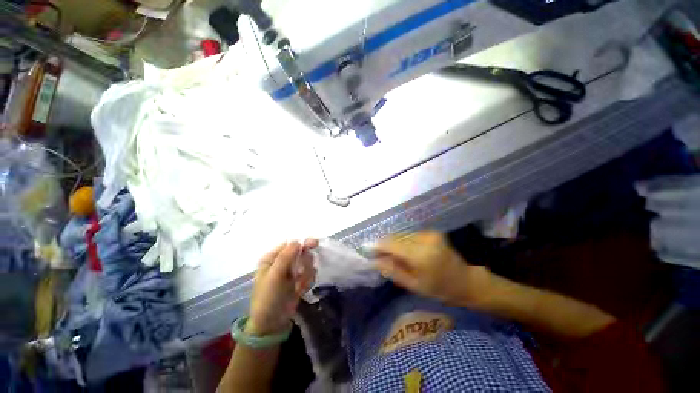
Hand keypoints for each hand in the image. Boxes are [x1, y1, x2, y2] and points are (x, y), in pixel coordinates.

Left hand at [248, 239, 317, 334]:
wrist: (272, 324)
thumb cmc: (268, 298)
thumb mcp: (274, 275)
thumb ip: (286, 256)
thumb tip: (297, 241)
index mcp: (272, 258)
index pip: (290, 244)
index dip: (302, 243)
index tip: (313, 244)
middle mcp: (283, 262)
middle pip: (301, 251)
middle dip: (305, 261)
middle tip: (303, 271)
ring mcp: (292, 271)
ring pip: (307, 262)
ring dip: (306, 273)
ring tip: (298, 284)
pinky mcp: (299, 280)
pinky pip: (310, 274)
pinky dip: (308, 281)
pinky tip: (300, 289)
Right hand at [374, 232, 494, 307]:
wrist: (465, 281)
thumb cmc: (440, 289)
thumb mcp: (414, 285)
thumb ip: (392, 271)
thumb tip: (374, 261)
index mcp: (420, 255)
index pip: (392, 244)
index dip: (378, 245)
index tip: (366, 248)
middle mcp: (424, 239)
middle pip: (396, 237)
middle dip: (385, 245)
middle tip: (377, 254)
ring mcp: (429, 234)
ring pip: (402, 235)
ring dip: (394, 243)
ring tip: (391, 254)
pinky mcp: (432, 232)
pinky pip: (410, 235)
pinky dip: (403, 242)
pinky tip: (404, 251)